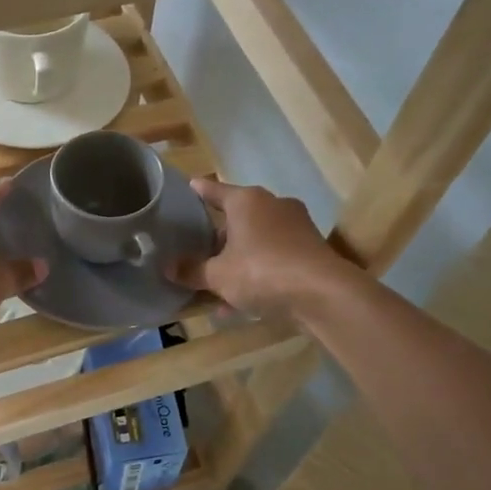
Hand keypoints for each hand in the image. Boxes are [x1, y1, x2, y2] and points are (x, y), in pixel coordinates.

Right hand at [170, 178, 346, 319]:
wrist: (323, 293)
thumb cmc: (261, 271)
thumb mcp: (218, 275)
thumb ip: (192, 270)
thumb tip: (168, 267)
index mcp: (247, 201)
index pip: (216, 191)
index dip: (200, 191)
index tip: (190, 186)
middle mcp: (272, 205)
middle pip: (237, 219)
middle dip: (218, 240)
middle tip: (198, 254)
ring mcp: (295, 226)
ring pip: (255, 242)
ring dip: (237, 262)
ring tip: (216, 289)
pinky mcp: (310, 249)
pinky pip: (273, 258)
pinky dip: (257, 274)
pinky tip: (242, 303)